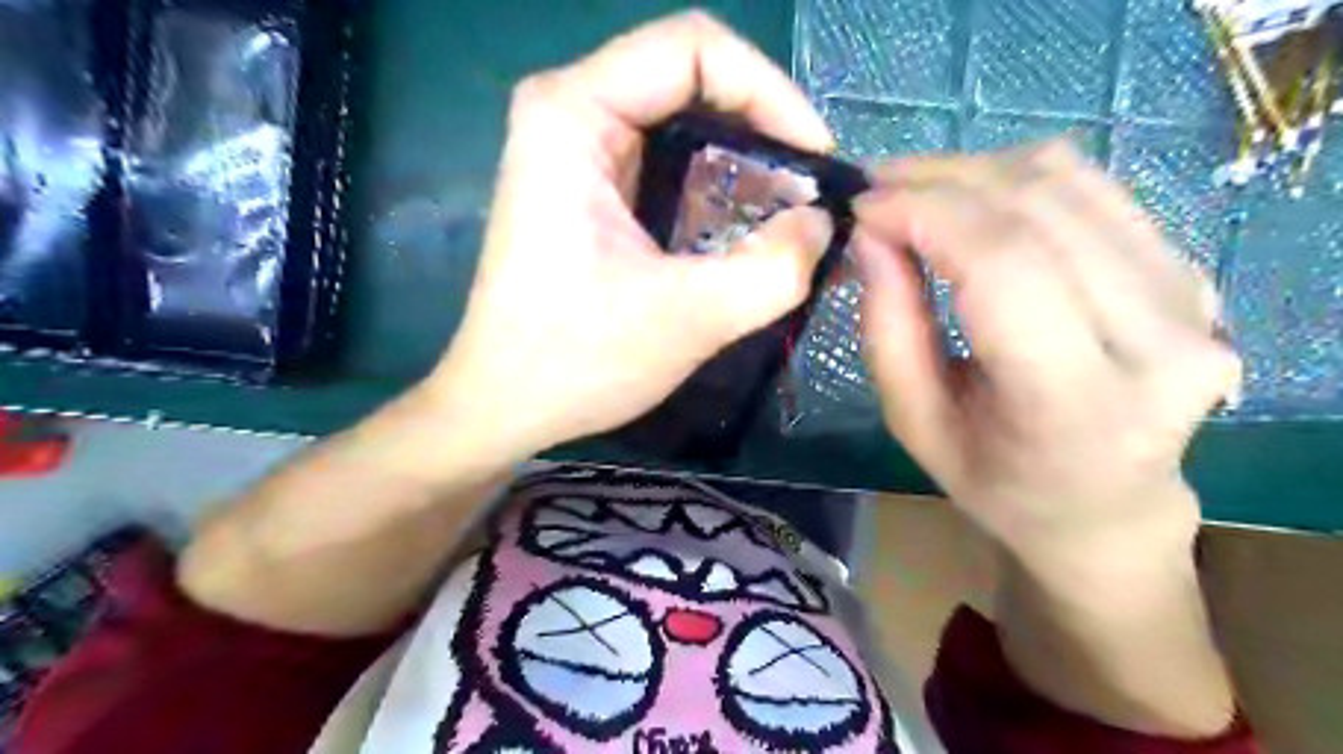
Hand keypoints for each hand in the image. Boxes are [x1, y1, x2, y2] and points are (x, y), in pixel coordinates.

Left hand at [425, 10, 835, 459]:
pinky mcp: (589, 190)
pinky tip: (744, 231)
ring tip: (788, 215)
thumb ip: (774, 268)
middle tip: (809, 193)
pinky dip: (716, 188)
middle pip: (691, 80)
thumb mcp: (688, 317)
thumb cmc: (576, 360)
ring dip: (744, 162)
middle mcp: (569, 113)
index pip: (694, 49)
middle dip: (763, 130)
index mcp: (574, 115)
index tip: (815, 161)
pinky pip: (668, 162)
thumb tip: (823, 222)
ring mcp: (576, 152)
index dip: (771, 93)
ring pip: (683, 122)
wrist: (504, 404)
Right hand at [855, 142, 1241, 565]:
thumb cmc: (995, 480)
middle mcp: (1157, 339)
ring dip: (973, 171)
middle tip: (874, 189)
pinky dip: (1015, 180)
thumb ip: (888, 326)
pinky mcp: (1191, 270)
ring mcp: (1190, 295)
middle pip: (1037, 207)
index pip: (1002, 264)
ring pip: (1067, 181)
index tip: (861, 207)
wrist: (1106, 506)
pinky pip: (1092, 189)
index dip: (924, 214)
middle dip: (938, 180)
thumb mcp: (914, 422)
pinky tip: (970, 202)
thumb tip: (871, 233)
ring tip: (912, 192)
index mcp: (1076, 401)